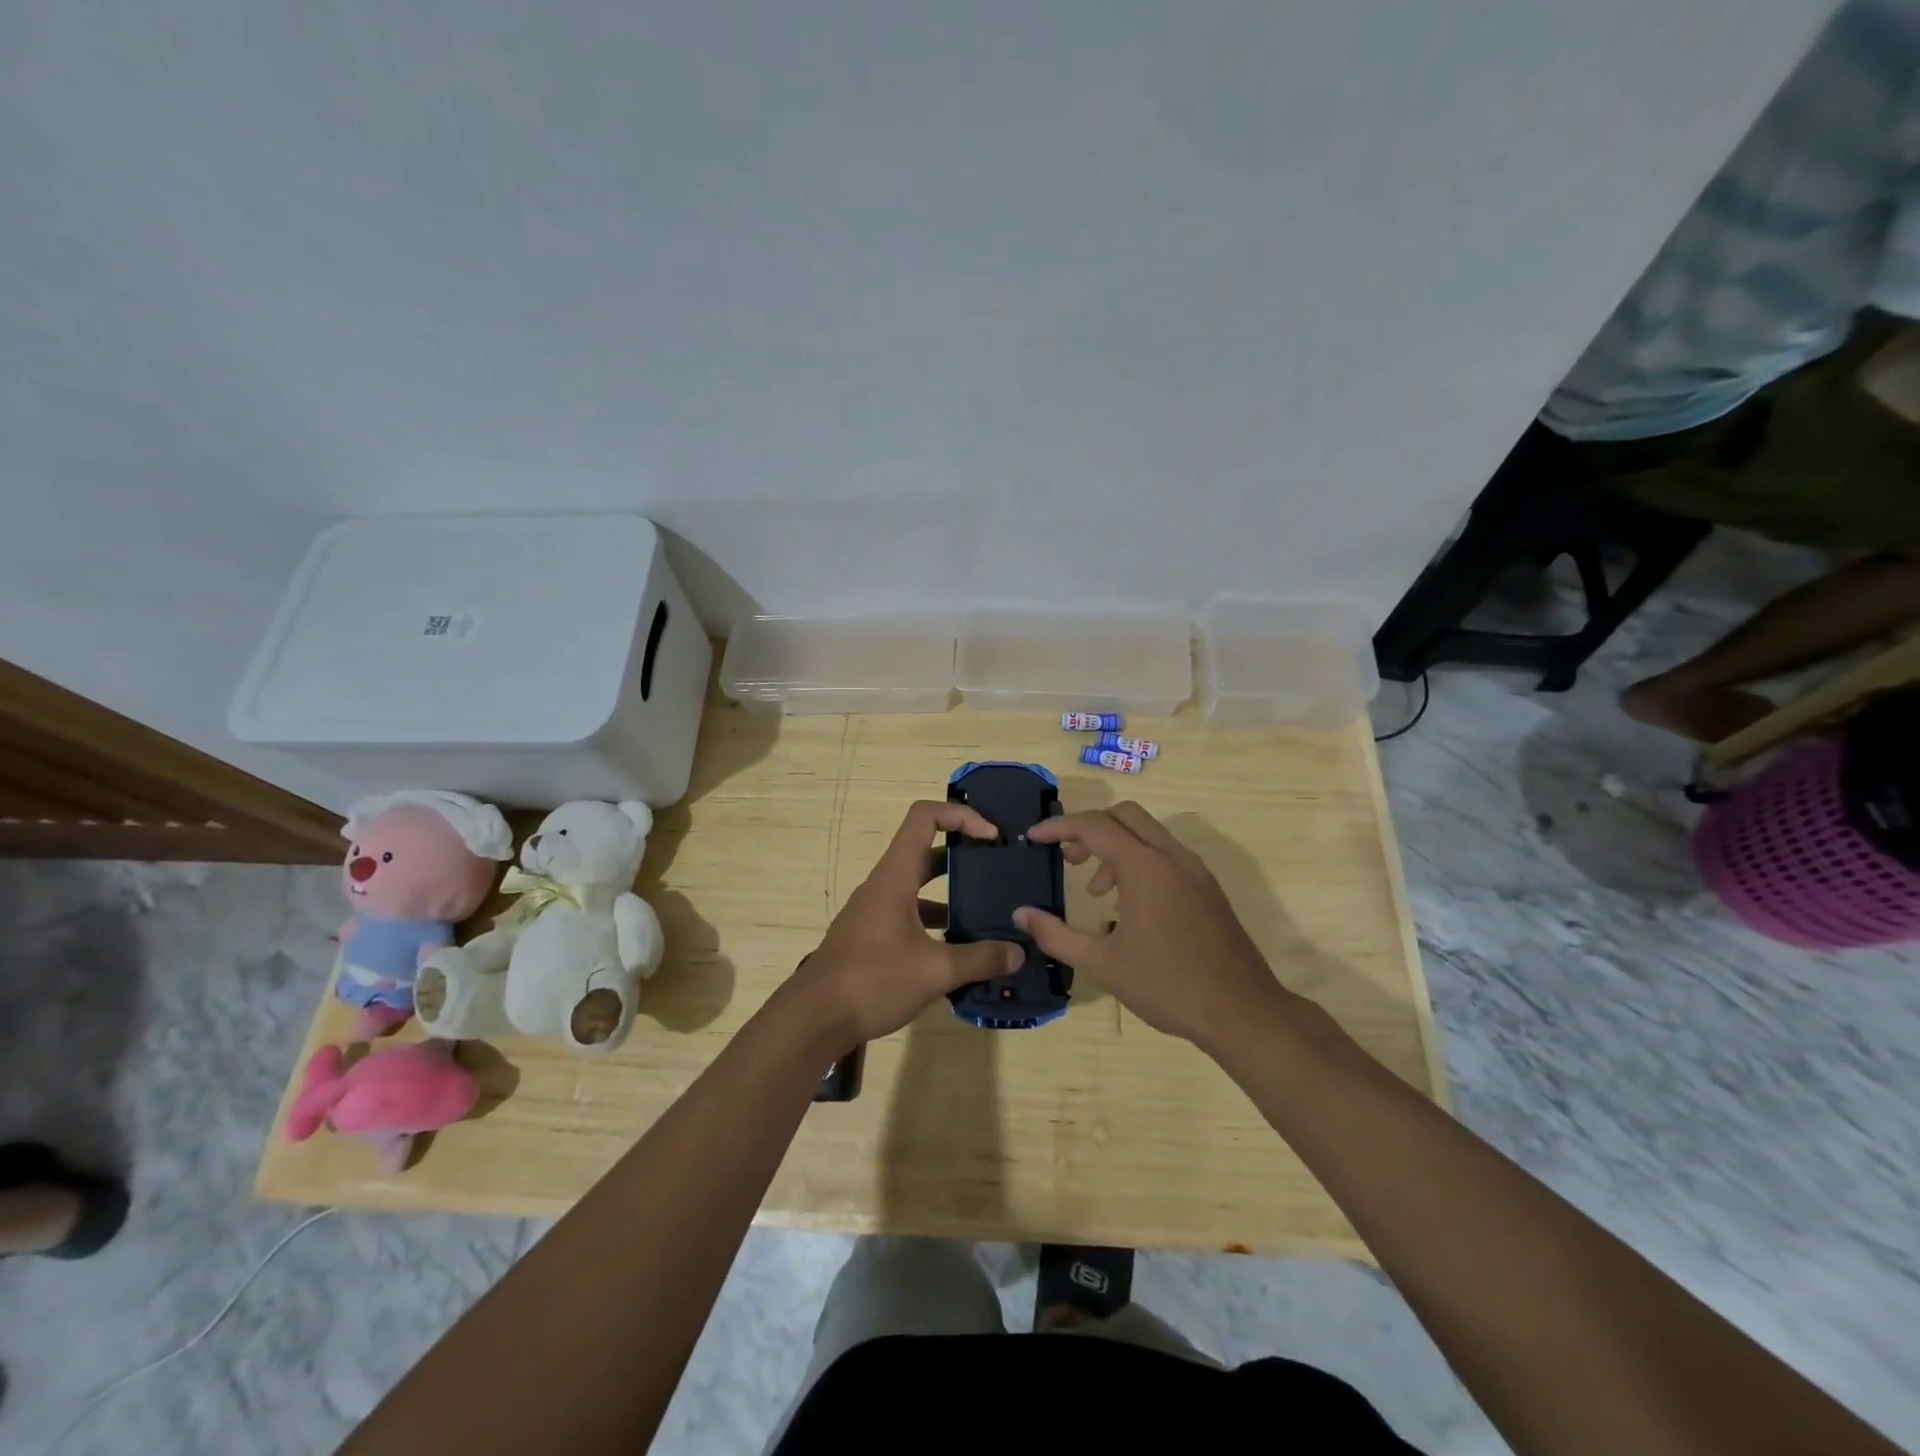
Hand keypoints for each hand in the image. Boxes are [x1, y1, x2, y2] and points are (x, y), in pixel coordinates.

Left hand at [791, 801, 1020, 1049]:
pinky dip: (937, 923)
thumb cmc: (872, 981)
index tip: (991, 837)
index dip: (961, 814)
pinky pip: (910, 915)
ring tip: (988, 911)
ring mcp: (875, 911)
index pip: (925, 817)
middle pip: (926, 850)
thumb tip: (1018, 952)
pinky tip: (959, 949)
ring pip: (919, 887)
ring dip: (952, 892)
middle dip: (964, 854)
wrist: (813, 1019)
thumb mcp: (934, 970)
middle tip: (998, 868)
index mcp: (895, 876)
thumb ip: (979, 959)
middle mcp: (884, 885)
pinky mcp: (872, 937)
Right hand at [1017, 802, 1291, 1049]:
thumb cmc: (1167, 986)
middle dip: (1089, 828)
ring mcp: (1195, 871)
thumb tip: (1021, 914)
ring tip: (1097, 893)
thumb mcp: (1102, 964)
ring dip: (1115, 847)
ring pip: (1148, 833)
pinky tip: (1130, 906)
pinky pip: (1166, 855)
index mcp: (1145, 867)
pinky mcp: (1208, 888)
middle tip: (1069, 859)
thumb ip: (1056, 934)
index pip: (1094, 826)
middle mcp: (1172, 857)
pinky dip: (1139, 861)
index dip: (1058, 827)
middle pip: (1124, 815)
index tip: (1033, 838)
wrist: (1242, 1012)